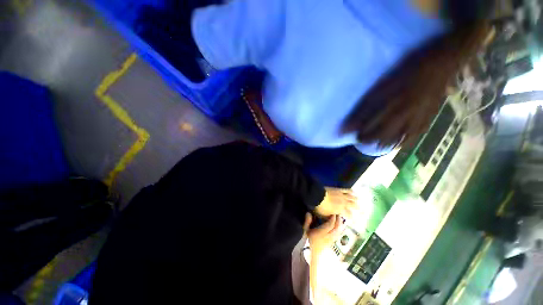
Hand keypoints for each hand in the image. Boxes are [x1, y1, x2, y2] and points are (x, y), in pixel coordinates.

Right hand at [304, 213, 344, 257]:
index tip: (333, 213)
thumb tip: (308, 213)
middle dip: (338, 220)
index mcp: (322, 233)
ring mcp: (332, 239)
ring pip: (338, 231)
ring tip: (339, 218)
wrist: (314, 251)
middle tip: (338, 214)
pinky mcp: (333, 241)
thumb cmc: (310, 239)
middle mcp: (328, 236)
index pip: (330, 225)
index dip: (332, 218)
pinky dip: (339, 228)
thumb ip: (307, 222)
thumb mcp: (306, 230)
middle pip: (336, 228)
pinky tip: (339, 225)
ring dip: (340, 224)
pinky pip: (338, 234)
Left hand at [315, 187, 356, 219]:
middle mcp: (343, 203)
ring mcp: (342, 195)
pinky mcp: (338, 190)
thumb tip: (334, 218)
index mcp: (341, 210)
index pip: (349, 215)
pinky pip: (346, 190)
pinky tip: (353, 192)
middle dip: (356, 208)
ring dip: (355, 199)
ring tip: (358, 200)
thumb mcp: (325, 216)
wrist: (317, 196)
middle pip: (353, 205)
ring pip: (351, 197)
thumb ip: (331, 218)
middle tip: (359, 209)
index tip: (352, 218)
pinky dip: (351, 191)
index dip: (351, 217)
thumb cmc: (320, 207)